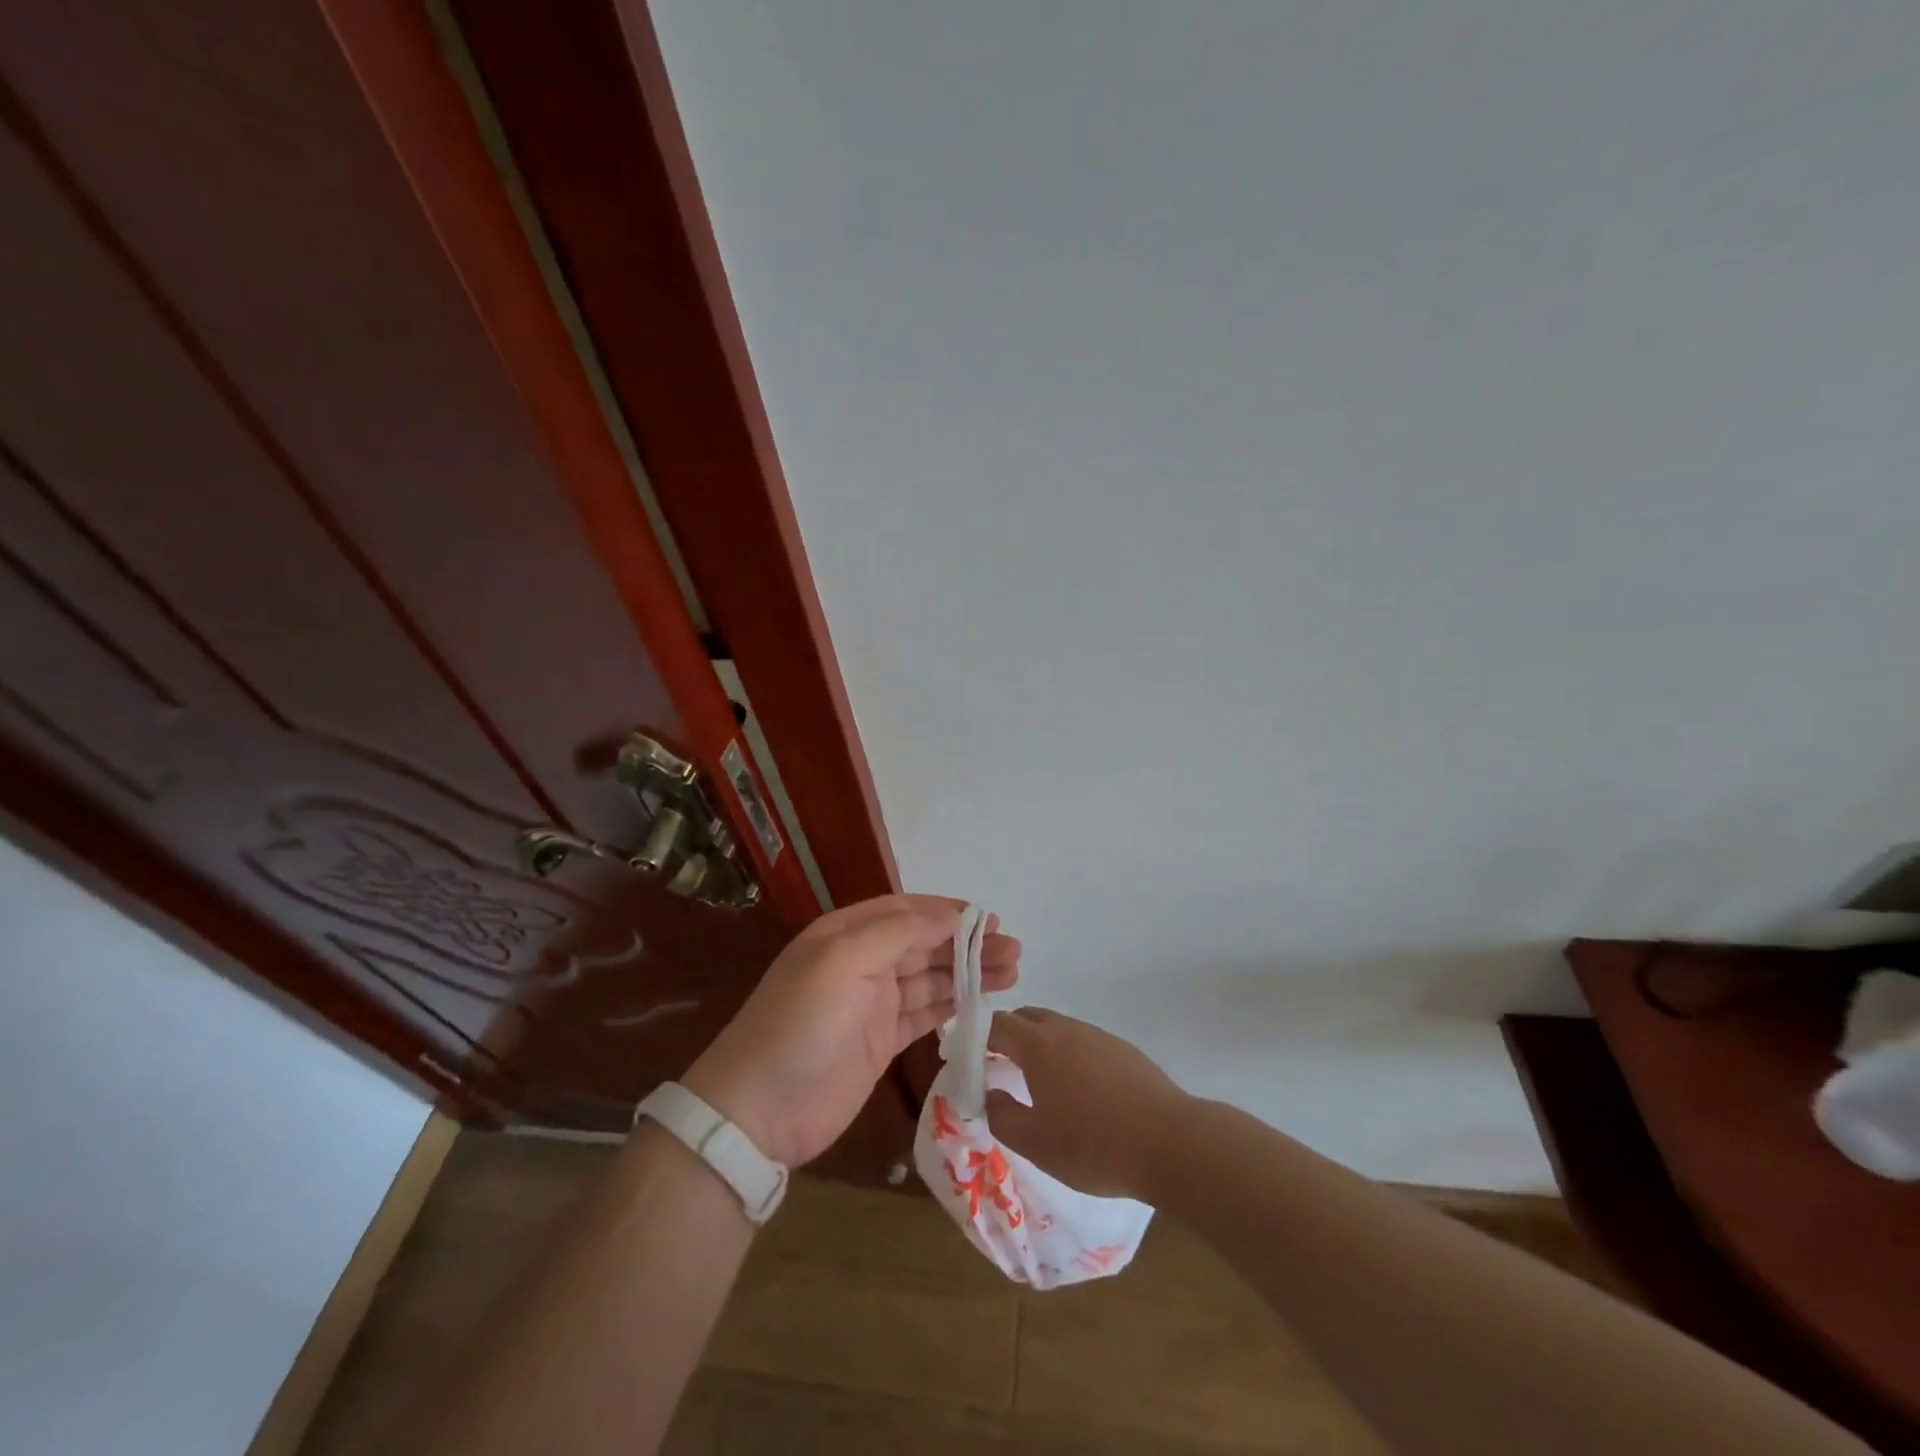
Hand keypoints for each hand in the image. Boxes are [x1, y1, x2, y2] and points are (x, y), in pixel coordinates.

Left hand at [684, 895, 1019, 1167]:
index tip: (991, 920)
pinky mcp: (882, 1042)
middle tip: (1013, 951)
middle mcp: (862, 962)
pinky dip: (954, 1005)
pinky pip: (926, 1014)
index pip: (907, 911)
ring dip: (969, 972)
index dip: (948, 913)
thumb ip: (899, 932)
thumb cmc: (801, 1023)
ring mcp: (873, 1004)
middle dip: (968, 943)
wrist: (759, 1111)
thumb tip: (951, 915)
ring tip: (1012, 972)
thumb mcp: (843, 961)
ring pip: (931, 978)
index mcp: (847, 933)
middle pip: (925, 944)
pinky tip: (983, 1001)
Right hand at [985, 1008, 1187, 1201]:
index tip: (967, 1058)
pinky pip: (1082, 1041)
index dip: (976, 1037)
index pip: (997, 1024)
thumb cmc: (1094, 1145)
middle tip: (998, 1066)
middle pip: (1027, 1017)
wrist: (1170, 1142)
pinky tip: (1078, 1091)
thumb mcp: (1037, 1144)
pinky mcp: (1122, 1049)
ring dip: (1039, 1044)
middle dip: (1007, 1035)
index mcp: (1039, 1045)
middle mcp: (1066, 1029)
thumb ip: (1002, 1116)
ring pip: (1057, 1027)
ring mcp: (1097, 1035)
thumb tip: (989, 1094)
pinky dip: (1067, 1054)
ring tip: (1037, 1082)